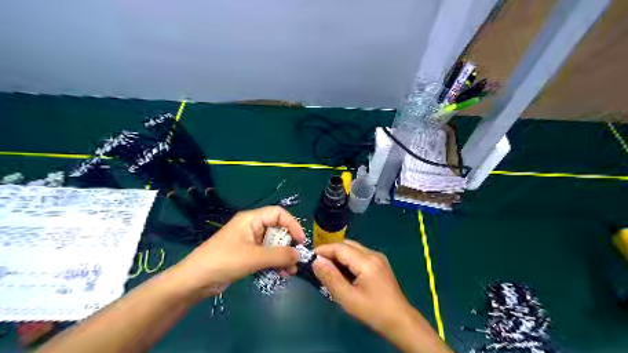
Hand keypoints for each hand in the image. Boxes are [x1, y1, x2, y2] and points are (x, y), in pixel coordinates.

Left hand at [167, 205, 303, 298]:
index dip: (292, 224)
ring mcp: (249, 242)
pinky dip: (275, 263)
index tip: (301, 241)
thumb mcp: (253, 257)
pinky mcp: (247, 255)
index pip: (278, 214)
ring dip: (283, 257)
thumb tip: (299, 255)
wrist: (195, 281)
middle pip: (277, 230)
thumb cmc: (223, 261)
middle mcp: (252, 227)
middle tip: (297, 260)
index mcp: (251, 219)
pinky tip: (282, 274)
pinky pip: (266, 256)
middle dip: (288, 245)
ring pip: (273, 245)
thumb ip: (279, 255)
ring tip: (291, 271)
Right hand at [311, 240, 416, 333]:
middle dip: (330, 251)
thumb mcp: (348, 298)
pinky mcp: (380, 262)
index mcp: (367, 261)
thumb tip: (316, 261)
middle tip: (318, 264)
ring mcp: (378, 257)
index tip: (310, 258)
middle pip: (347, 244)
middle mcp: (373, 254)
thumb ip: (331, 278)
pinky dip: (348, 259)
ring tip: (328, 269)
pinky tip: (343, 272)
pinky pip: (359, 254)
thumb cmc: (373, 311)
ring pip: (353, 248)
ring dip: (339, 255)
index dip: (324, 250)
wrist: (400, 320)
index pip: (340, 247)